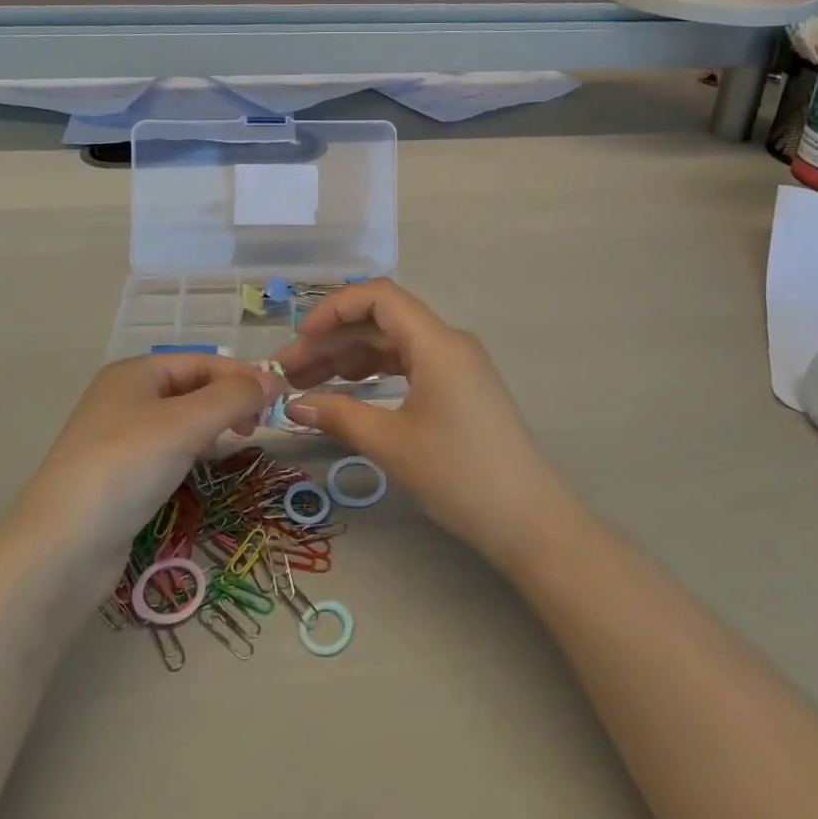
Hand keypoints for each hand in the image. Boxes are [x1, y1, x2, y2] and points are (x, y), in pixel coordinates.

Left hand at [14, 353, 283, 569]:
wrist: (61, 549)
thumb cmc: (126, 467)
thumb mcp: (186, 423)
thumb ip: (234, 396)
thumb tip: (274, 381)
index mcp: (135, 372)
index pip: (202, 361)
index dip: (242, 375)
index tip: (279, 398)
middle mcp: (124, 397)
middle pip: (192, 387)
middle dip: (228, 401)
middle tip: (258, 427)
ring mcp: (118, 438)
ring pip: (181, 420)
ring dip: (213, 426)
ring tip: (236, 443)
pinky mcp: (118, 475)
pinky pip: (166, 450)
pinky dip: (191, 451)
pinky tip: (202, 467)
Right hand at [273, 281, 564, 562]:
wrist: (528, 521)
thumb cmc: (459, 476)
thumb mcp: (392, 444)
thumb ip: (339, 415)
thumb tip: (293, 404)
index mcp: (436, 342)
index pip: (379, 298)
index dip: (334, 309)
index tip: (301, 338)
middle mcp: (448, 342)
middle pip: (381, 321)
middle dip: (333, 340)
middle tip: (289, 371)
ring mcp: (456, 364)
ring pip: (393, 344)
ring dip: (350, 358)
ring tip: (307, 384)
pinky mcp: (459, 387)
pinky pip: (409, 364)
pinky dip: (374, 374)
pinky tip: (346, 392)